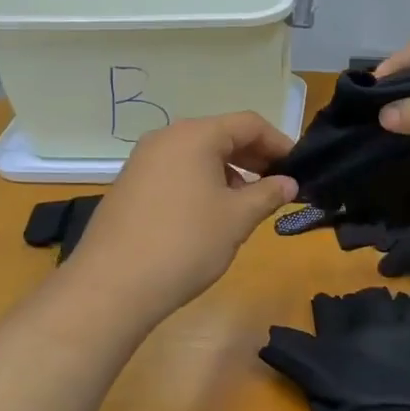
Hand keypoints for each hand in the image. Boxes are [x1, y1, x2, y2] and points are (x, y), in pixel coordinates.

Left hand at [61, 112, 297, 324]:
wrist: (112, 286)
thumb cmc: (185, 244)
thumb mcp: (237, 218)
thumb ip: (268, 194)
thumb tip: (289, 183)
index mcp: (194, 136)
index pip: (248, 124)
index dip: (278, 142)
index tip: (298, 168)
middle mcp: (166, 139)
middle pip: (221, 135)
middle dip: (254, 157)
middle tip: (279, 185)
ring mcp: (142, 162)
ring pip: (197, 154)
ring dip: (229, 172)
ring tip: (246, 204)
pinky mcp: (130, 186)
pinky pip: (176, 171)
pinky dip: (202, 182)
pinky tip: (210, 215)